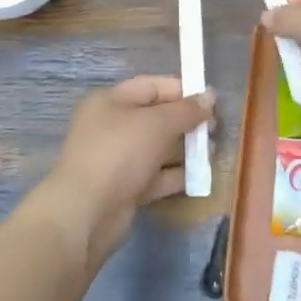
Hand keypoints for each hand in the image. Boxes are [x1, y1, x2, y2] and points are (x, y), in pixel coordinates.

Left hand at [35, 76, 215, 271]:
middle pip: (156, 117)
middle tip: (215, 129)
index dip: (182, 90)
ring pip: (158, 148)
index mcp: (111, 102)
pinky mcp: (125, 188)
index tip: (211, 100)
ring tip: (213, 152)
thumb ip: (186, 110)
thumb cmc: (119, 154)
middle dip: (186, 121)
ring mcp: (117, 159)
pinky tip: (200, 176)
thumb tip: (211, 97)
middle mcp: (112, 127)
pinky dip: (176, 175)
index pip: (151, 86)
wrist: (85, 214)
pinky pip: (156, 176)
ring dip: (185, 149)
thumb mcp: (157, 123)